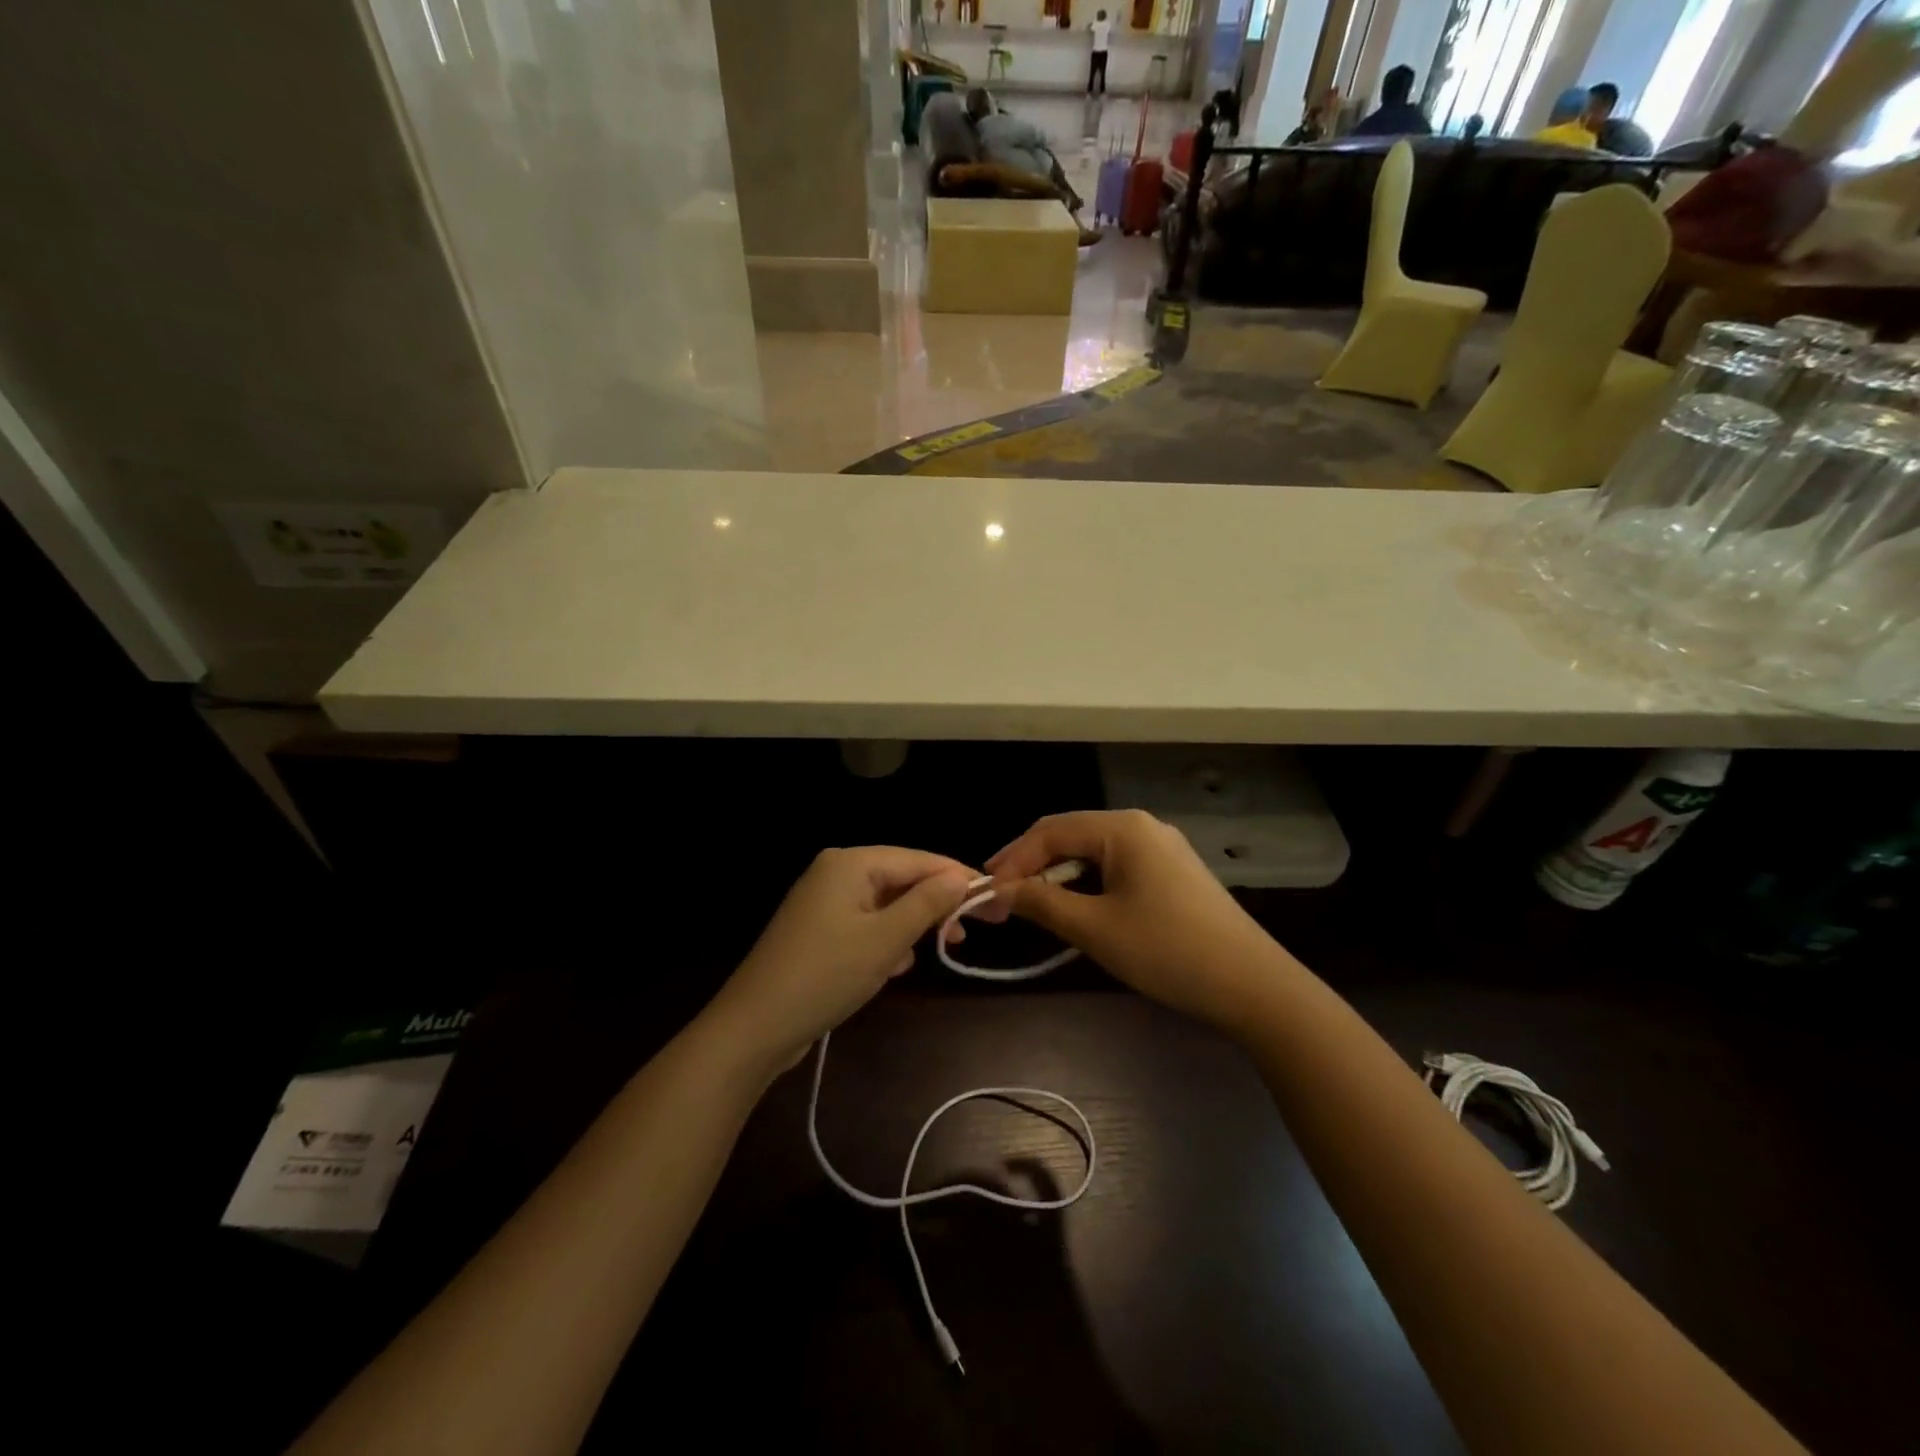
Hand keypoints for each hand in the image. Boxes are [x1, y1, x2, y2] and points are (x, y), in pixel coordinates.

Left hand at [705, 848, 975, 1076]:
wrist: (754, 1028)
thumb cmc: (825, 975)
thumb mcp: (885, 940)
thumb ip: (926, 904)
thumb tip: (961, 877)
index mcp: (850, 863)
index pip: (917, 859)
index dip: (957, 877)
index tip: (994, 899)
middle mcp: (835, 872)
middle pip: (900, 879)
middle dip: (934, 904)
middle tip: (970, 931)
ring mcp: (823, 902)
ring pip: (885, 904)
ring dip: (912, 925)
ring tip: (940, 948)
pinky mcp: (818, 931)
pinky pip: (865, 924)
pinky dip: (886, 940)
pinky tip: (896, 967)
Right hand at [986, 810, 1288, 1027]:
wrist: (1253, 986)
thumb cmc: (1168, 951)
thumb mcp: (1095, 928)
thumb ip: (1042, 903)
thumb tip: (999, 891)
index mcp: (1123, 828)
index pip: (1050, 831)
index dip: (1013, 858)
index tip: (985, 889)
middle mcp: (1142, 827)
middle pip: (1071, 836)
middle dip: (1033, 866)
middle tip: (1003, 898)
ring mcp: (1162, 849)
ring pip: (1093, 854)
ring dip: (1060, 877)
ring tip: (1033, 906)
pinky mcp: (1173, 873)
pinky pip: (1117, 868)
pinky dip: (1088, 885)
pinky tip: (1078, 910)